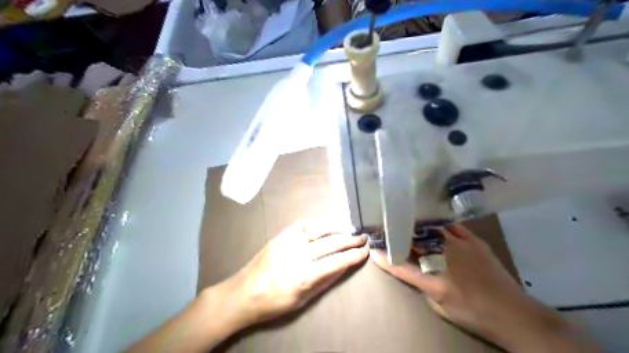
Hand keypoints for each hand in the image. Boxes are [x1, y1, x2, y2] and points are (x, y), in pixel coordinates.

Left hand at [224, 221, 369, 327]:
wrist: (242, 293)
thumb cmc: (273, 303)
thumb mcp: (301, 300)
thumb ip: (324, 281)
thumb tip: (343, 266)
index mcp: (303, 275)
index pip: (336, 262)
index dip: (353, 256)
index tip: (365, 252)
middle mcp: (298, 255)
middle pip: (330, 243)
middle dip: (350, 239)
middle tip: (362, 237)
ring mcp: (287, 242)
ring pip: (318, 229)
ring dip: (336, 227)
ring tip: (349, 228)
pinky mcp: (280, 236)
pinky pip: (301, 225)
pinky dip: (316, 223)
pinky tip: (325, 225)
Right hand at [373, 225, 584, 350]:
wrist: (512, 313)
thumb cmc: (472, 314)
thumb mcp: (440, 306)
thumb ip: (423, 284)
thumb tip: (414, 266)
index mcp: (433, 281)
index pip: (400, 266)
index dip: (384, 256)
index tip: (373, 248)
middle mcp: (444, 259)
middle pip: (415, 240)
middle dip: (399, 233)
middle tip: (389, 227)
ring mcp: (460, 246)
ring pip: (431, 229)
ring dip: (417, 225)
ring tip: (406, 218)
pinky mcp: (474, 241)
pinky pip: (451, 226)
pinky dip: (439, 223)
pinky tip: (433, 220)